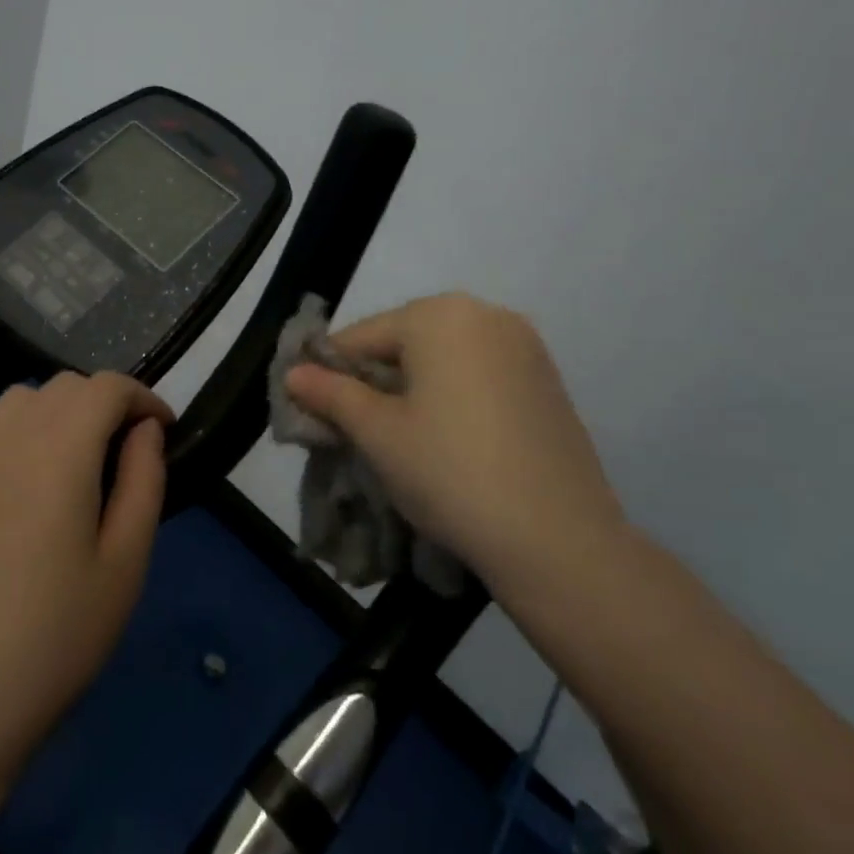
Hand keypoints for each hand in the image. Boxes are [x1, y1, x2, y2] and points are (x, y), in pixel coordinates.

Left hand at [0, 371, 170, 776]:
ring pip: (21, 400)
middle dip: (104, 402)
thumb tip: (145, 430)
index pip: (107, 388)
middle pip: (64, 386)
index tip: (162, 431)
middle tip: (124, 451)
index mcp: (59, 450)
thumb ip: (143, 480)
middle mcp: (8, 438)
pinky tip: (23, 488)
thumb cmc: (55, 637)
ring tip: (74, 462)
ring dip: (58, 412)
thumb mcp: (125, 562)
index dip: (143, 398)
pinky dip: (18, 435)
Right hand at [284, 293, 623, 589]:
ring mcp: (525, 345)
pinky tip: (453, 440)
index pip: (362, 336)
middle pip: (406, 341)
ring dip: (416, 388)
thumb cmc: (451, 472)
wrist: (558, 539)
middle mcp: (486, 313)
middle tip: (359, 431)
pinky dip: (456, 395)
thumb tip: (294, 373)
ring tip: (405, 439)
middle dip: (376, 380)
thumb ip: (331, 395)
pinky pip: (482, 374)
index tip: (315, 412)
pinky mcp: (548, 379)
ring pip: (445, 358)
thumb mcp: (378, 434)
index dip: (330, 373)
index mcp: (440, 314)